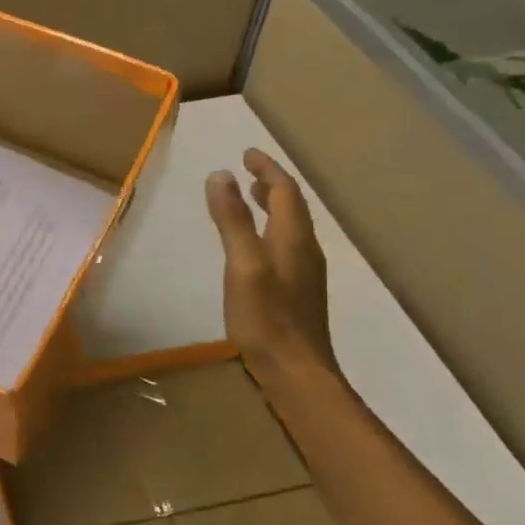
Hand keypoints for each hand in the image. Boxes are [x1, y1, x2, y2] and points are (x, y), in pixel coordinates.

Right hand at [205, 149, 336, 382]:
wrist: (295, 371)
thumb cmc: (266, 317)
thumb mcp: (243, 264)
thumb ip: (232, 220)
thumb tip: (220, 175)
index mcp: (294, 239)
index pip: (284, 191)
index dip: (267, 169)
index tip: (247, 153)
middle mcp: (304, 251)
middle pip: (291, 207)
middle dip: (270, 184)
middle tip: (248, 170)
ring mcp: (303, 274)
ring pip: (289, 228)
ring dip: (271, 207)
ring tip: (251, 198)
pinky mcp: (296, 293)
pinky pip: (285, 246)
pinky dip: (269, 231)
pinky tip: (255, 244)